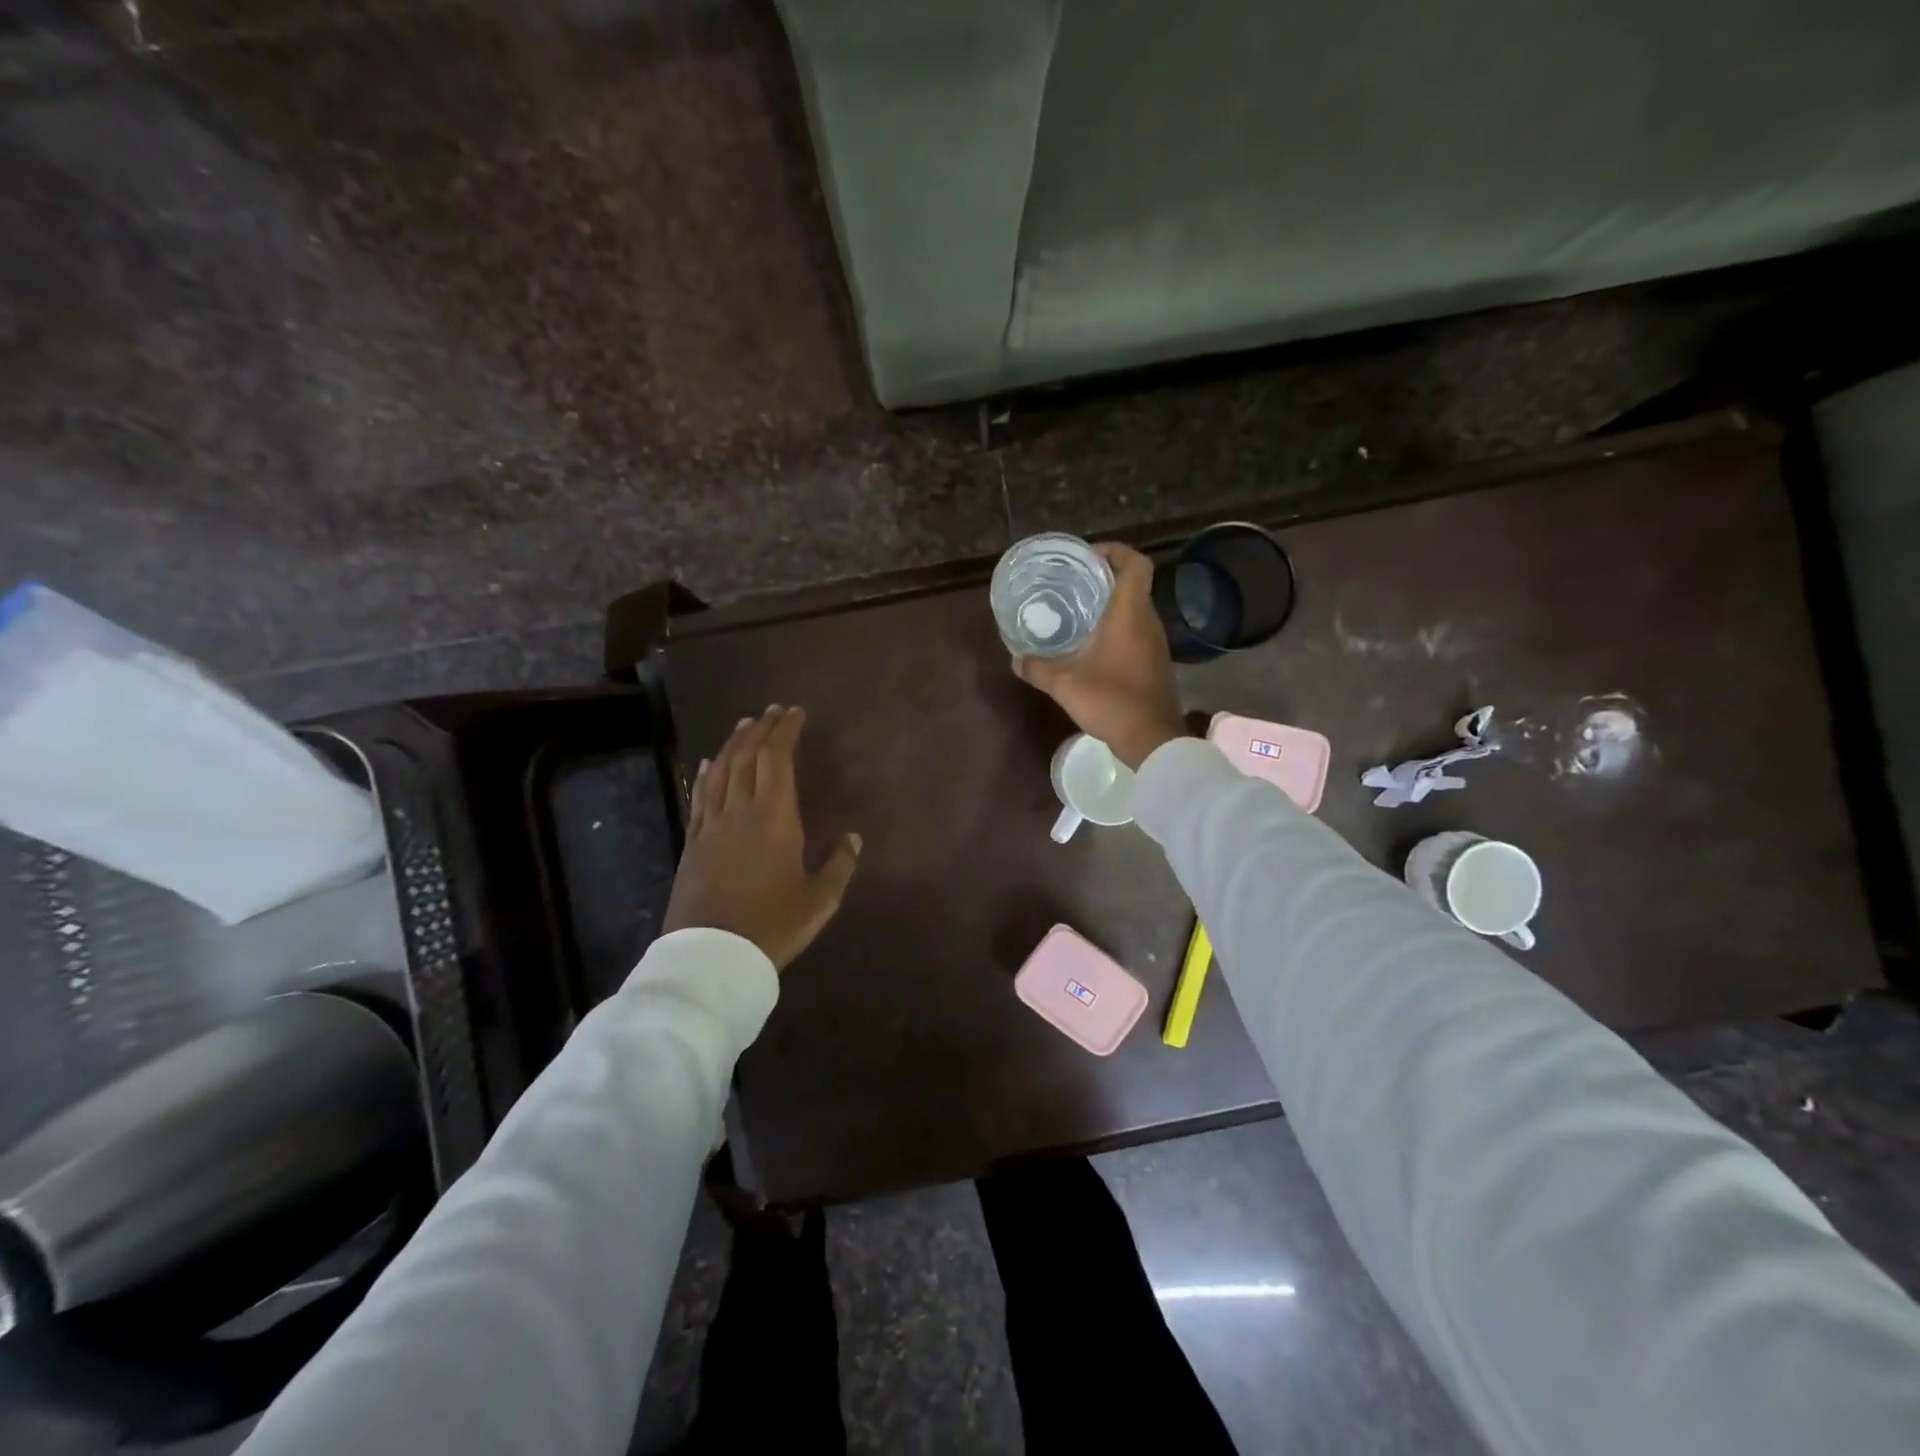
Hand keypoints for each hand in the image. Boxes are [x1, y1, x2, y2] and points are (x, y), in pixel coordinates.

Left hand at [664, 705, 861, 971]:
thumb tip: (854, 838)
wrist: (712, 956)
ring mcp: (712, 825)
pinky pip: (700, 796)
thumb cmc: (772, 926)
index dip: (785, 731)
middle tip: (774, 711)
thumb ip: (840, 866)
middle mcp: (740, 810)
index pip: (777, 759)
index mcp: (775, 818)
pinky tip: (710, 764)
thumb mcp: (819, 901)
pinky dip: (707, 773)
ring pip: (721, 770)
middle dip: (762, 729)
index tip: (795, 713)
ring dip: (733, 743)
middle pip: (747, 756)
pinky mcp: (693, 842)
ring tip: (745, 725)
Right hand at [1013, 542, 1186, 769]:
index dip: (1114, 551)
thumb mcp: (1065, 685)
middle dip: (1103, 577)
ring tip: (1077, 611)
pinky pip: (1136, 631)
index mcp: (1129, 614)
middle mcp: (1147, 621)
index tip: (1087, 557)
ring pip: (1134, 608)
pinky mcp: (1155, 661)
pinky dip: (1117, 627)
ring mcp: (1155, 642)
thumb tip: (1016, 659)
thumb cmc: (1111, 701)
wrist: (1152, 739)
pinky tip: (1091, 644)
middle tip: (1072, 583)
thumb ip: (1038, 668)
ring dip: (1110, 604)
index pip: (1135, 563)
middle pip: (1132, 583)